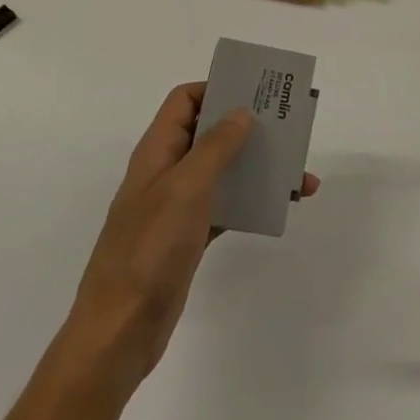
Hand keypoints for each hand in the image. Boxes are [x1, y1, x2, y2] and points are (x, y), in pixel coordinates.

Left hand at [66, 82, 319, 385]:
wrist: (120, 331)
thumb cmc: (150, 249)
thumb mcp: (185, 188)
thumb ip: (216, 146)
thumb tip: (241, 112)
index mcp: (158, 152)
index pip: (185, 101)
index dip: (216, 88)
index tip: (255, 91)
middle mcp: (167, 172)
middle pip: (209, 132)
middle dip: (248, 126)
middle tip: (288, 126)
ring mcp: (177, 207)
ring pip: (223, 170)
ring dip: (258, 166)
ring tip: (299, 173)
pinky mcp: (189, 237)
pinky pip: (227, 205)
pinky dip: (252, 201)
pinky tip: (281, 205)